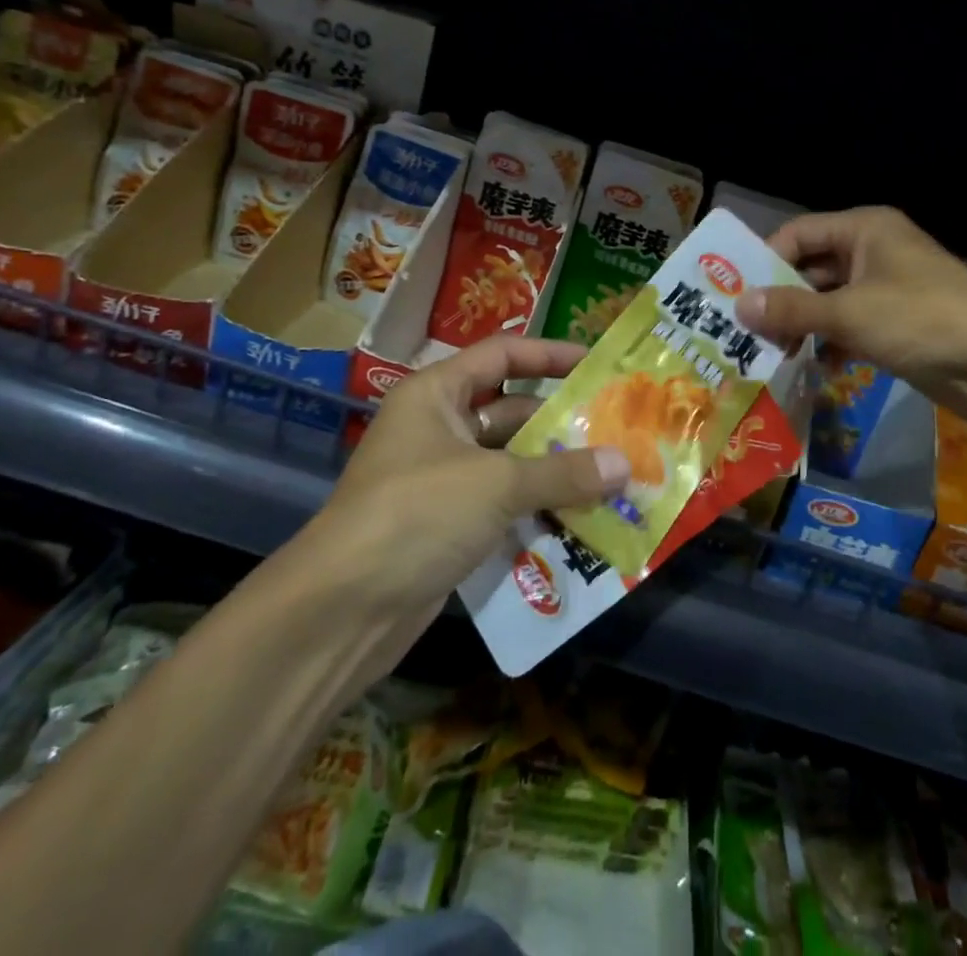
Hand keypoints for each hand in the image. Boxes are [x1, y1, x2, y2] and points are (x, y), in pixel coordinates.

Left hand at [303, 336, 629, 626]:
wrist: (341, 611)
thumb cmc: (417, 514)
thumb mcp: (497, 484)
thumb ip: (564, 472)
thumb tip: (625, 463)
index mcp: (436, 395)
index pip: (501, 355)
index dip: (549, 354)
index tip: (595, 364)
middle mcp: (438, 428)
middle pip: (510, 411)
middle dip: (561, 422)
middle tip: (616, 429)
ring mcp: (442, 480)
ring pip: (510, 463)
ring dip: (554, 470)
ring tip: (612, 475)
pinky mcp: (447, 526)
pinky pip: (502, 504)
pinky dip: (537, 508)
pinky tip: (581, 518)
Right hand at [737, 206, 966, 408]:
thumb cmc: (920, 321)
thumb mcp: (848, 313)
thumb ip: (790, 309)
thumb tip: (738, 306)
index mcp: (864, 229)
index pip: (799, 234)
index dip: (765, 260)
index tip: (735, 294)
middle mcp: (873, 250)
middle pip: (811, 267)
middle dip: (781, 298)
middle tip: (748, 330)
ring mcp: (887, 287)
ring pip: (828, 299)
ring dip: (802, 323)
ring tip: (775, 352)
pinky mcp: (896, 321)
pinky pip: (849, 323)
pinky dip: (830, 341)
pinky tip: (815, 365)